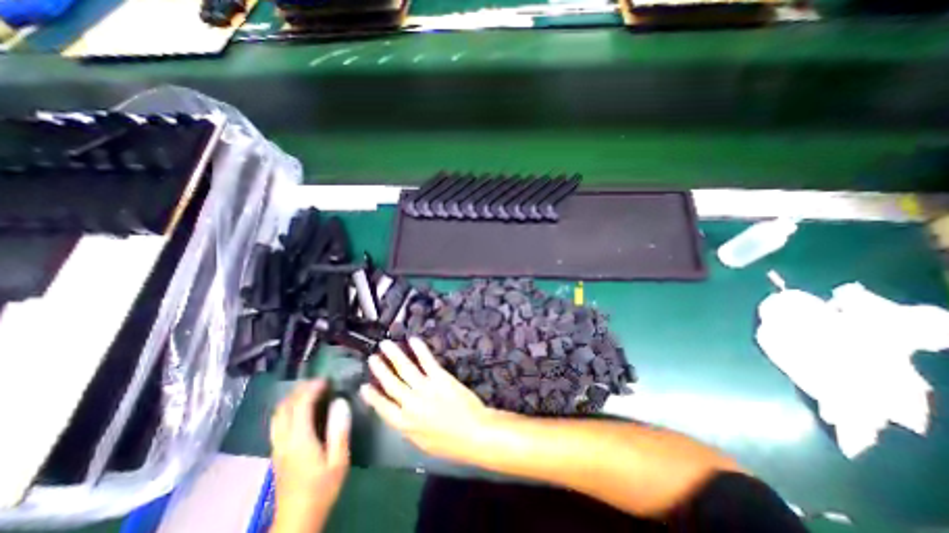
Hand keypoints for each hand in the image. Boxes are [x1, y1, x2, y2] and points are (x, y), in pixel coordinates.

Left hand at [268, 381, 349, 531]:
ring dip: (292, 398)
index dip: (312, 388)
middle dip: (300, 390)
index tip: (327, 379)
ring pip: (277, 415)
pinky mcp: (276, 453)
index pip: (301, 405)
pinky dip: (289, 409)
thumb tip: (340, 402)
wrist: (297, 520)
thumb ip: (339, 430)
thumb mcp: (339, 460)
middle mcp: (284, 441)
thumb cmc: (322, 488)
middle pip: (285, 407)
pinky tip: (301, 410)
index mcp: (300, 440)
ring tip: (310, 391)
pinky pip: (278, 423)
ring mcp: (277, 447)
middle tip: (319, 382)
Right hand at [360, 340, 496, 462]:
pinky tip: (412, 340)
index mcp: (404, 424)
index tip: (364, 386)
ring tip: (385, 345)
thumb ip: (409, 430)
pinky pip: (426, 361)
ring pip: (405, 369)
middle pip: (391, 384)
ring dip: (394, 355)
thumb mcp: (423, 444)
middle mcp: (410, 404)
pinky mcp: (440, 378)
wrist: (474, 433)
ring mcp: (425, 388)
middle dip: (380, 370)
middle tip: (372, 358)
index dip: (372, 397)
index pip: (382, 408)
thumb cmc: (450, 443)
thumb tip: (400, 417)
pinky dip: (419, 349)